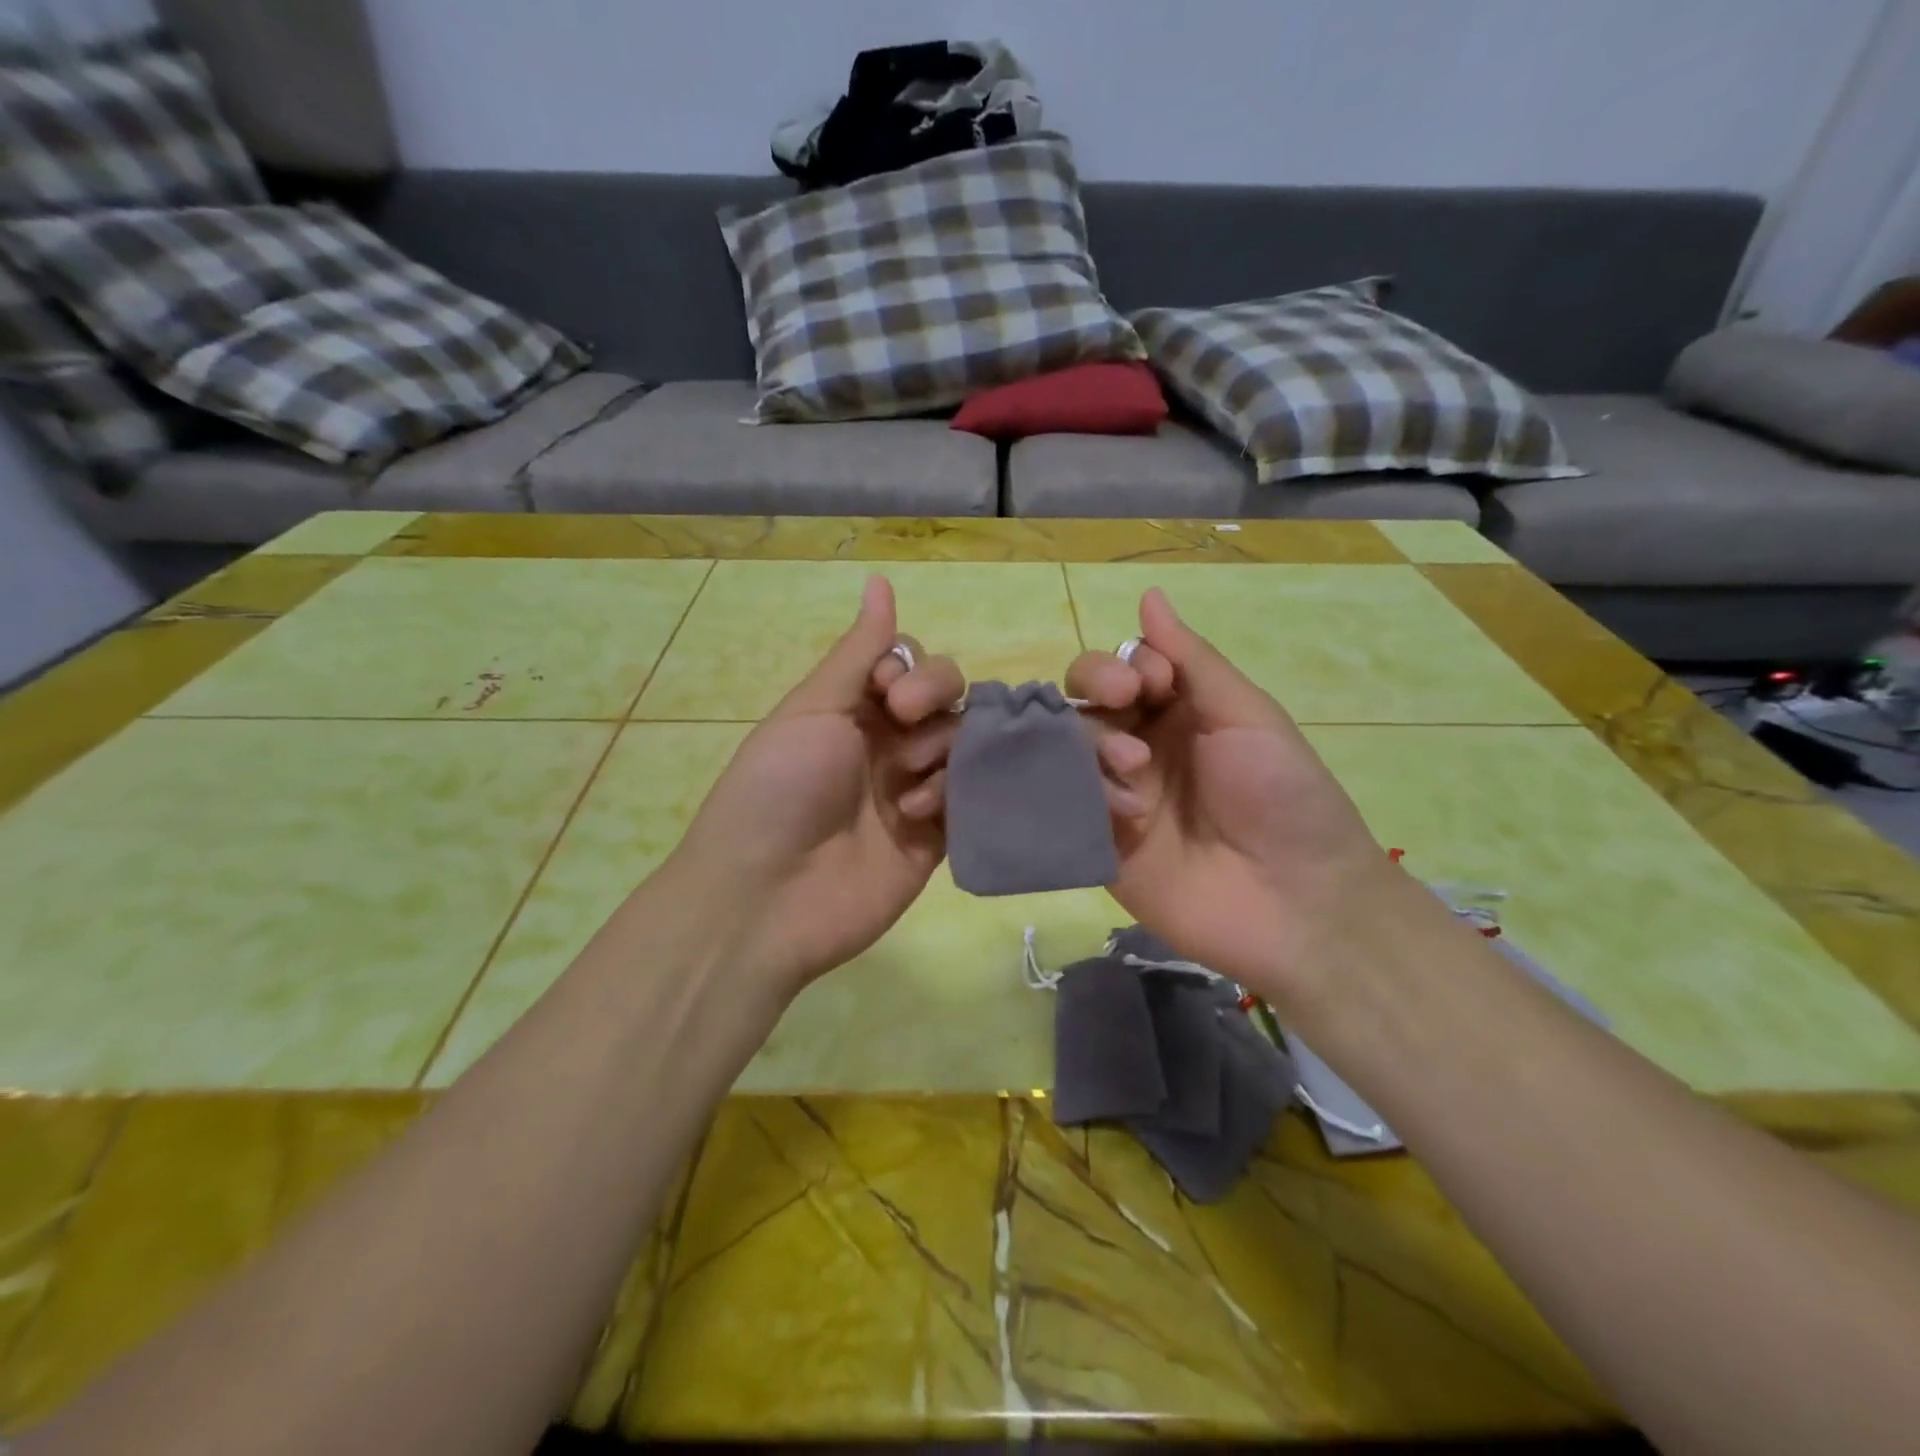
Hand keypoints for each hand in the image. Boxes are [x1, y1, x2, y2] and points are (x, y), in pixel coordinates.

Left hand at [665, 576, 963, 999]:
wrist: (766, 897)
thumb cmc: (779, 789)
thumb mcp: (813, 708)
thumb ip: (859, 651)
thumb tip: (879, 578)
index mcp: (855, 710)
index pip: (913, 666)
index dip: (915, 671)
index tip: (890, 692)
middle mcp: (889, 745)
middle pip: (948, 700)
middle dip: (935, 702)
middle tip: (906, 725)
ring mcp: (914, 792)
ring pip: (964, 745)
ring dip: (941, 753)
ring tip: (906, 788)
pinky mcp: (935, 839)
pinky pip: (971, 799)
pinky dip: (954, 796)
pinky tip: (920, 813)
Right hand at [1066, 588, 1395, 1013]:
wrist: (1297, 902)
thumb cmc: (1283, 796)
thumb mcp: (1246, 715)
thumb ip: (1192, 659)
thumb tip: (1148, 594)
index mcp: (1179, 713)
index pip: (1124, 668)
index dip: (1125, 665)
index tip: (1154, 682)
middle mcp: (1140, 747)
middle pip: (1085, 701)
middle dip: (1096, 688)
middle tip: (1125, 702)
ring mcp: (1115, 796)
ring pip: (1069, 747)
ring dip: (1096, 745)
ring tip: (1136, 770)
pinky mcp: (1098, 842)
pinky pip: (1067, 804)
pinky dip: (1085, 796)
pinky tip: (1123, 811)